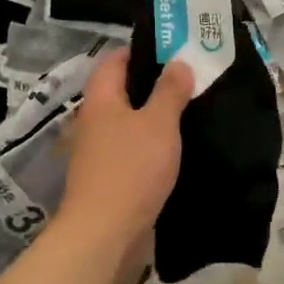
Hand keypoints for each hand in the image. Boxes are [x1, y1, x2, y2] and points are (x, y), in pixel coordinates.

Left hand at [58, 50, 191, 244]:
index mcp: (101, 99)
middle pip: (121, 91)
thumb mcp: (159, 123)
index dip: (141, 51)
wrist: (105, 233)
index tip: (174, 49)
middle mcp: (94, 121)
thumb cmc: (132, 169)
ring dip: (153, 117)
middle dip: (153, 84)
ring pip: (128, 122)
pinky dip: (151, 144)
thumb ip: (170, 90)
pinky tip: (175, 149)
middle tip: (190, 80)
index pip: (114, 60)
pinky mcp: (108, 178)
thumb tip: (178, 62)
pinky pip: (131, 149)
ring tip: (190, 112)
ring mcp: (98, 152)